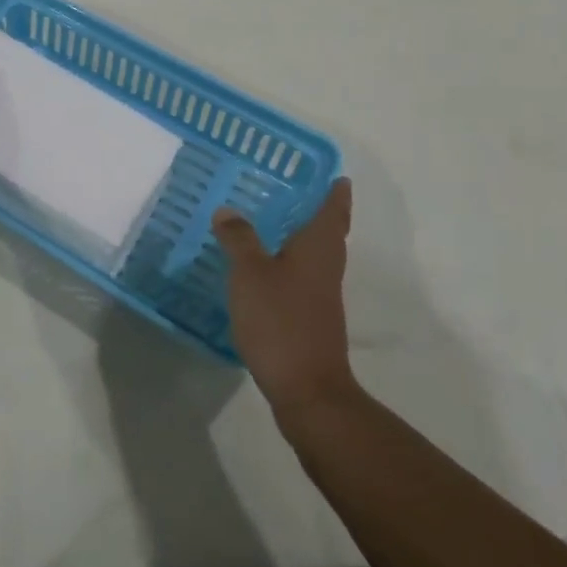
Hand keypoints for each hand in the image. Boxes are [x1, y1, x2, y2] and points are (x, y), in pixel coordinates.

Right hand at [214, 179, 355, 414]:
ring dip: (302, 238)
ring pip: (316, 256)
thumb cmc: (281, 320)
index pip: (333, 210)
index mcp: (318, 247)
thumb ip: (239, 239)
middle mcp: (326, 267)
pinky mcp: (311, 319)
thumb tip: (228, 210)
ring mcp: (321, 296)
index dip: (336, 193)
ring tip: (275, 223)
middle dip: (320, 212)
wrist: (307, 389)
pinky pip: (302, 278)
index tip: (338, 176)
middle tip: (299, 191)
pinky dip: (289, 264)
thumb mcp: (250, 273)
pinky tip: (265, 268)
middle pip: (329, 233)